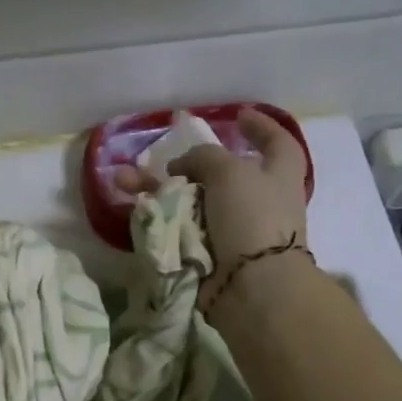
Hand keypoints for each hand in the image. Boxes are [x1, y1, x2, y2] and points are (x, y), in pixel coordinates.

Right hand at [120, 108, 309, 308]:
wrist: (251, 285)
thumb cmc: (252, 217)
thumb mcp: (229, 172)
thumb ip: (204, 157)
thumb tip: (180, 168)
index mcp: (278, 176)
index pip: (276, 142)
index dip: (260, 126)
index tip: (237, 115)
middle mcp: (257, 201)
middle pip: (221, 174)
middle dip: (187, 165)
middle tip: (161, 157)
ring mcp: (232, 229)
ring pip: (188, 201)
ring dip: (156, 188)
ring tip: (123, 178)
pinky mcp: (207, 253)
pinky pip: (176, 227)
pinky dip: (155, 215)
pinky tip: (132, 205)